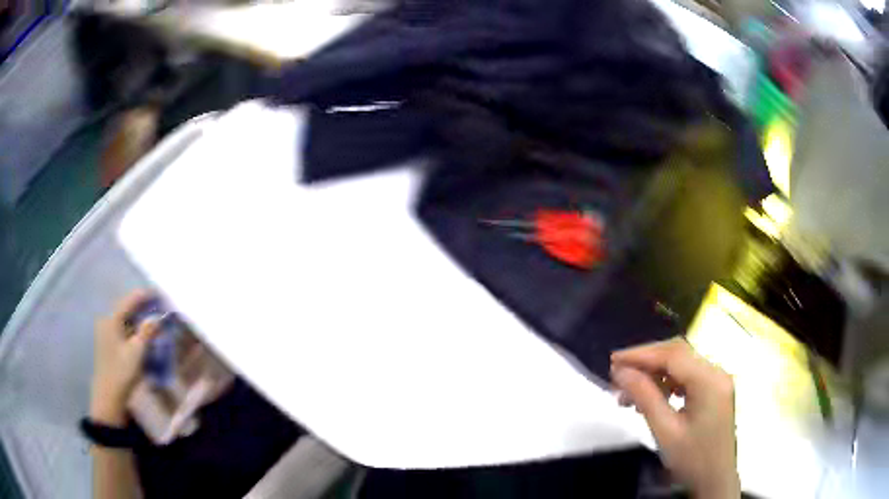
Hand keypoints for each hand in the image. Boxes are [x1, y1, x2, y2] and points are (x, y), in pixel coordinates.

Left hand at [91, 291, 159, 426]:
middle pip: (126, 307)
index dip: (144, 296)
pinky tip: (141, 333)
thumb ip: (147, 332)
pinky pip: (121, 327)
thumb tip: (156, 317)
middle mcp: (106, 320)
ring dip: (137, 317)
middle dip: (142, 306)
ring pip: (124, 318)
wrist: (109, 394)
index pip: (129, 300)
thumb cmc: (122, 371)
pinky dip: (132, 327)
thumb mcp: (137, 352)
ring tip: (152, 319)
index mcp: (112, 319)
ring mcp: (105, 331)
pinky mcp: (107, 341)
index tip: (158, 294)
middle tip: (157, 307)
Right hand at [611, 337, 738, 498]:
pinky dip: (666, 384)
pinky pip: (687, 377)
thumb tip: (620, 372)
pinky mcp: (714, 391)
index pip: (673, 354)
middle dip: (646, 362)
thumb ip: (644, 397)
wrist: (715, 481)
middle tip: (617, 377)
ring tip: (628, 394)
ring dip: (654, 374)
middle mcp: (716, 372)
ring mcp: (717, 381)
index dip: (641, 354)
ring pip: (681, 365)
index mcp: (709, 380)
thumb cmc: (692, 460)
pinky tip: (650, 399)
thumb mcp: (665, 431)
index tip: (613, 362)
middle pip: (678, 354)